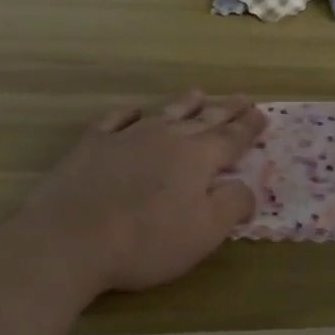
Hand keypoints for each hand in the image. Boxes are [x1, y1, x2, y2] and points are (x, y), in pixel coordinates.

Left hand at [20, 93, 264, 294]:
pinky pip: (117, 120)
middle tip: (244, 98)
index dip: (249, 128)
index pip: (231, 139)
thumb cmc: (146, 241)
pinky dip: (130, 114)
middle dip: (226, 110)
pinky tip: (135, 111)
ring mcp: (127, 137)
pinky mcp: (93, 145)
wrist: (71, 238)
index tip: (262, 114)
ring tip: (199, 93)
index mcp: (197, 158)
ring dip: (184, 104)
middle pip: (202, 120)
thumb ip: (232, 204)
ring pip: (164, 113)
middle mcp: (165, 138)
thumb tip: (246, 187)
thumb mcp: (204, 232)